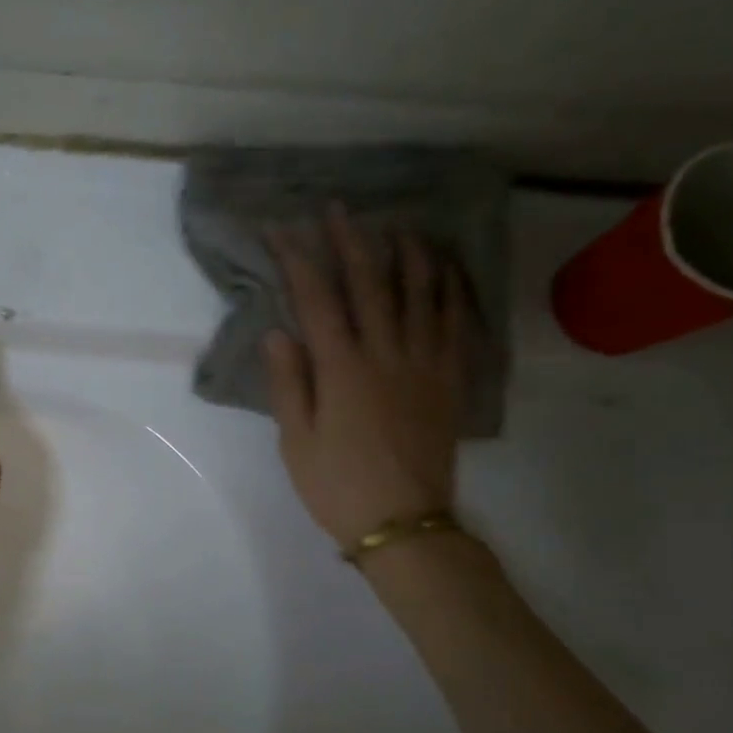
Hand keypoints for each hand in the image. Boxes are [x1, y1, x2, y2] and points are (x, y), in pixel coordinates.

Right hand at [265, 210, 464, 552]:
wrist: (403, 522)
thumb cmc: (337, 485)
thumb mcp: (296, 440)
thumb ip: (289, 383)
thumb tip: (278, 332)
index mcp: (342, 370)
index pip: (316, 300)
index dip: (298, 260)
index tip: (282, 230)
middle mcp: (385, 355)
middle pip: (369, 285)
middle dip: (351, 242)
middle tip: (339, 209)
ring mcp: (424, 364)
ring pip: (419, 295)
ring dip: (407, 255)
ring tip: (397, 225)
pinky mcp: (448, 380)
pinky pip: (454, 325)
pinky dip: (451, 292)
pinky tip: (446, 272)